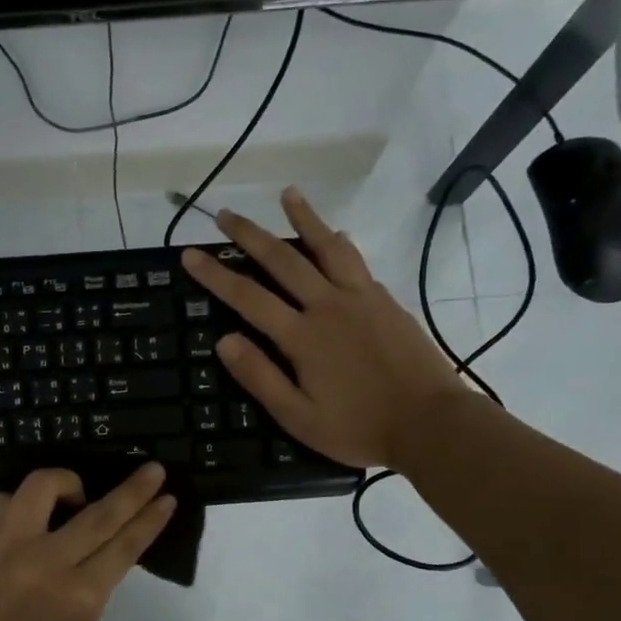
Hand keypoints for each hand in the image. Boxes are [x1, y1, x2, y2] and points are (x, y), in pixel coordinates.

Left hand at [0, 464, 175, 620]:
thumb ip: (91, 595)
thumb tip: (98, 558)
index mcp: (79, 597)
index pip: (125, 546)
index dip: (150, 520)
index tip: (166, 498)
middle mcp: (46, 562)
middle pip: (99, 513)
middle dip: (133, 489)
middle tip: (152, 469)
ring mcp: (6, 546)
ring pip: (43, 487)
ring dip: (68, 483)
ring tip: (74, 495)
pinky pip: (4, 503)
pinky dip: (23, 504)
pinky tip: (28, 517)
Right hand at [181, 187, 466, 469]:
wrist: (431, 422)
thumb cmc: (359, 427)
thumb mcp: (299, 417)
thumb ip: (260, 377)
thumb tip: (224, 340)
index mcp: (302, 337)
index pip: (248, 297)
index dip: (215, 274)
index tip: (190, 253)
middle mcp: (328, 306)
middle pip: (282, 260)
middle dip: (250, 235)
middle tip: (226, 214)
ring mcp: (361, 298)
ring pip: (326, 247)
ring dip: (304, 218)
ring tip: (287, 193)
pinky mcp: (385, 301)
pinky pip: (357, 261)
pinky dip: (340, 243)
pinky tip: (337, 234)